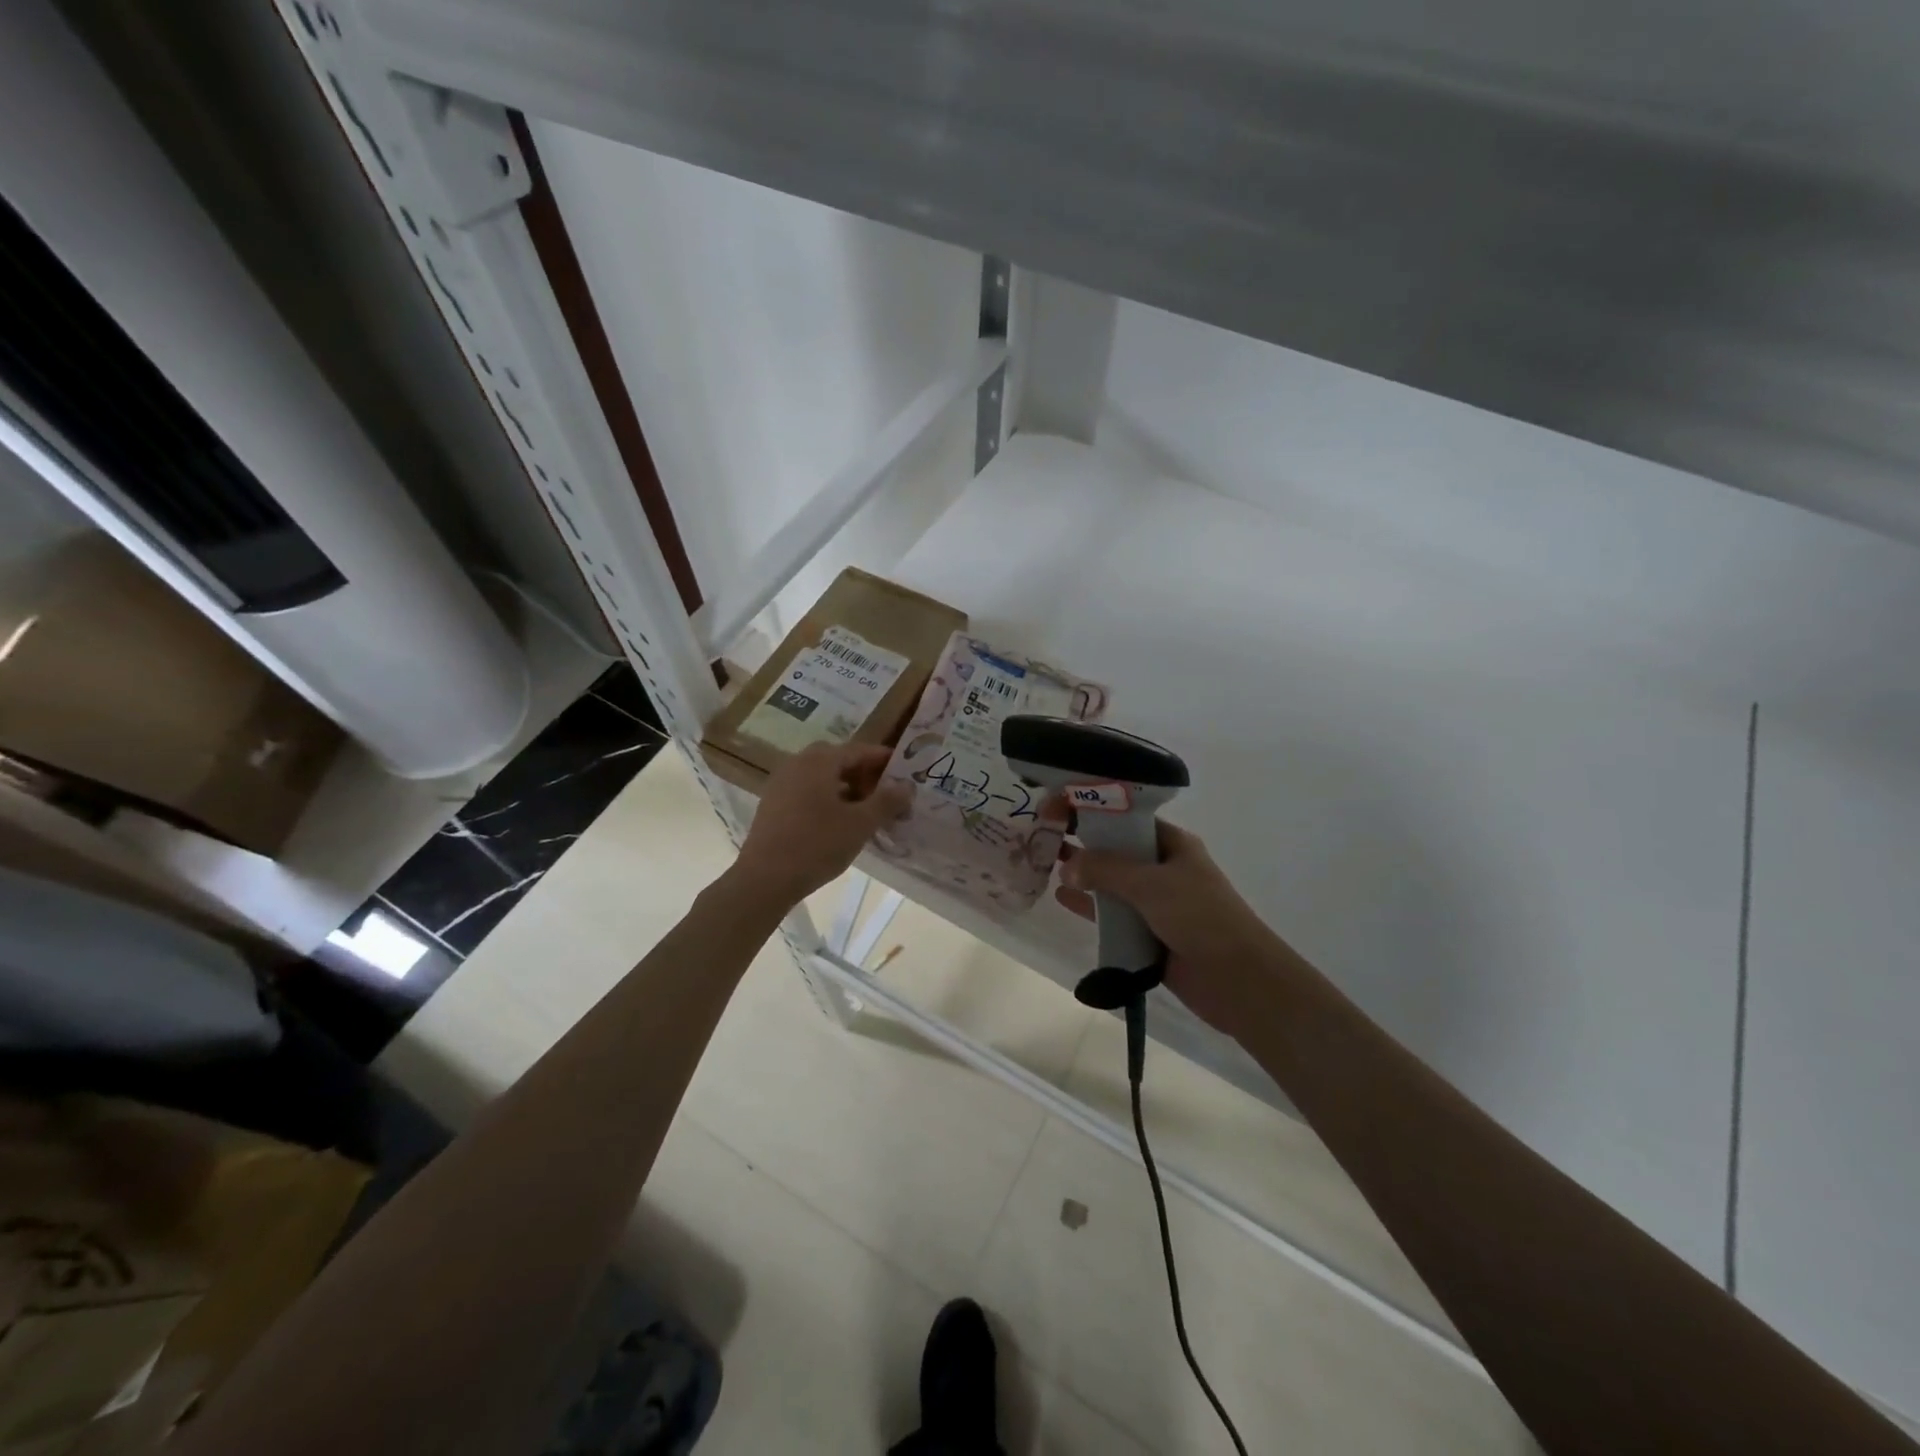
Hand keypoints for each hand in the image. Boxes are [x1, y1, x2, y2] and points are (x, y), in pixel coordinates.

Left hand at [730, 743, 910, 907]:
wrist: (764, 879)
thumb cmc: (817, 845)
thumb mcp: (860, 824)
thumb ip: (887, 801)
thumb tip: (907, 785)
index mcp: (819, 761)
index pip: (860, 750)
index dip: (885, 761)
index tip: (906, 774)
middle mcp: (797, 763)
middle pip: (839, 761)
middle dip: (865, 776)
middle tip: (886, 795)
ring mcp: (781, 784)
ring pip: (822, 778)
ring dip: (847, 789)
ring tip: (866, 813)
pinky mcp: (772, 805)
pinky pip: (807, 792)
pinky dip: (827, 800)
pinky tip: (838, 824)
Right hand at [1055, 822, 1277, 1030]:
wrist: (1239, 981)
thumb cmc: (1201, 918)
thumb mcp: (1152, 884)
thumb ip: (1106, 871)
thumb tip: (1066, 866)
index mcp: (1173, 844)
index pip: (1126, 818)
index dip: (1092, 810)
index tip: (1056, 808)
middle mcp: (1163, 868)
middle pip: (1116, 849)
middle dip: (1083, 842)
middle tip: (1042, 834)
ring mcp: (1156, 902)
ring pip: (1111, 882)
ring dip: (1083, 874)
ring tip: (1044, 863)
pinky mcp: (1148, 933)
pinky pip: (1112, 914)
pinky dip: (1089, 906)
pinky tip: (1062, 899)